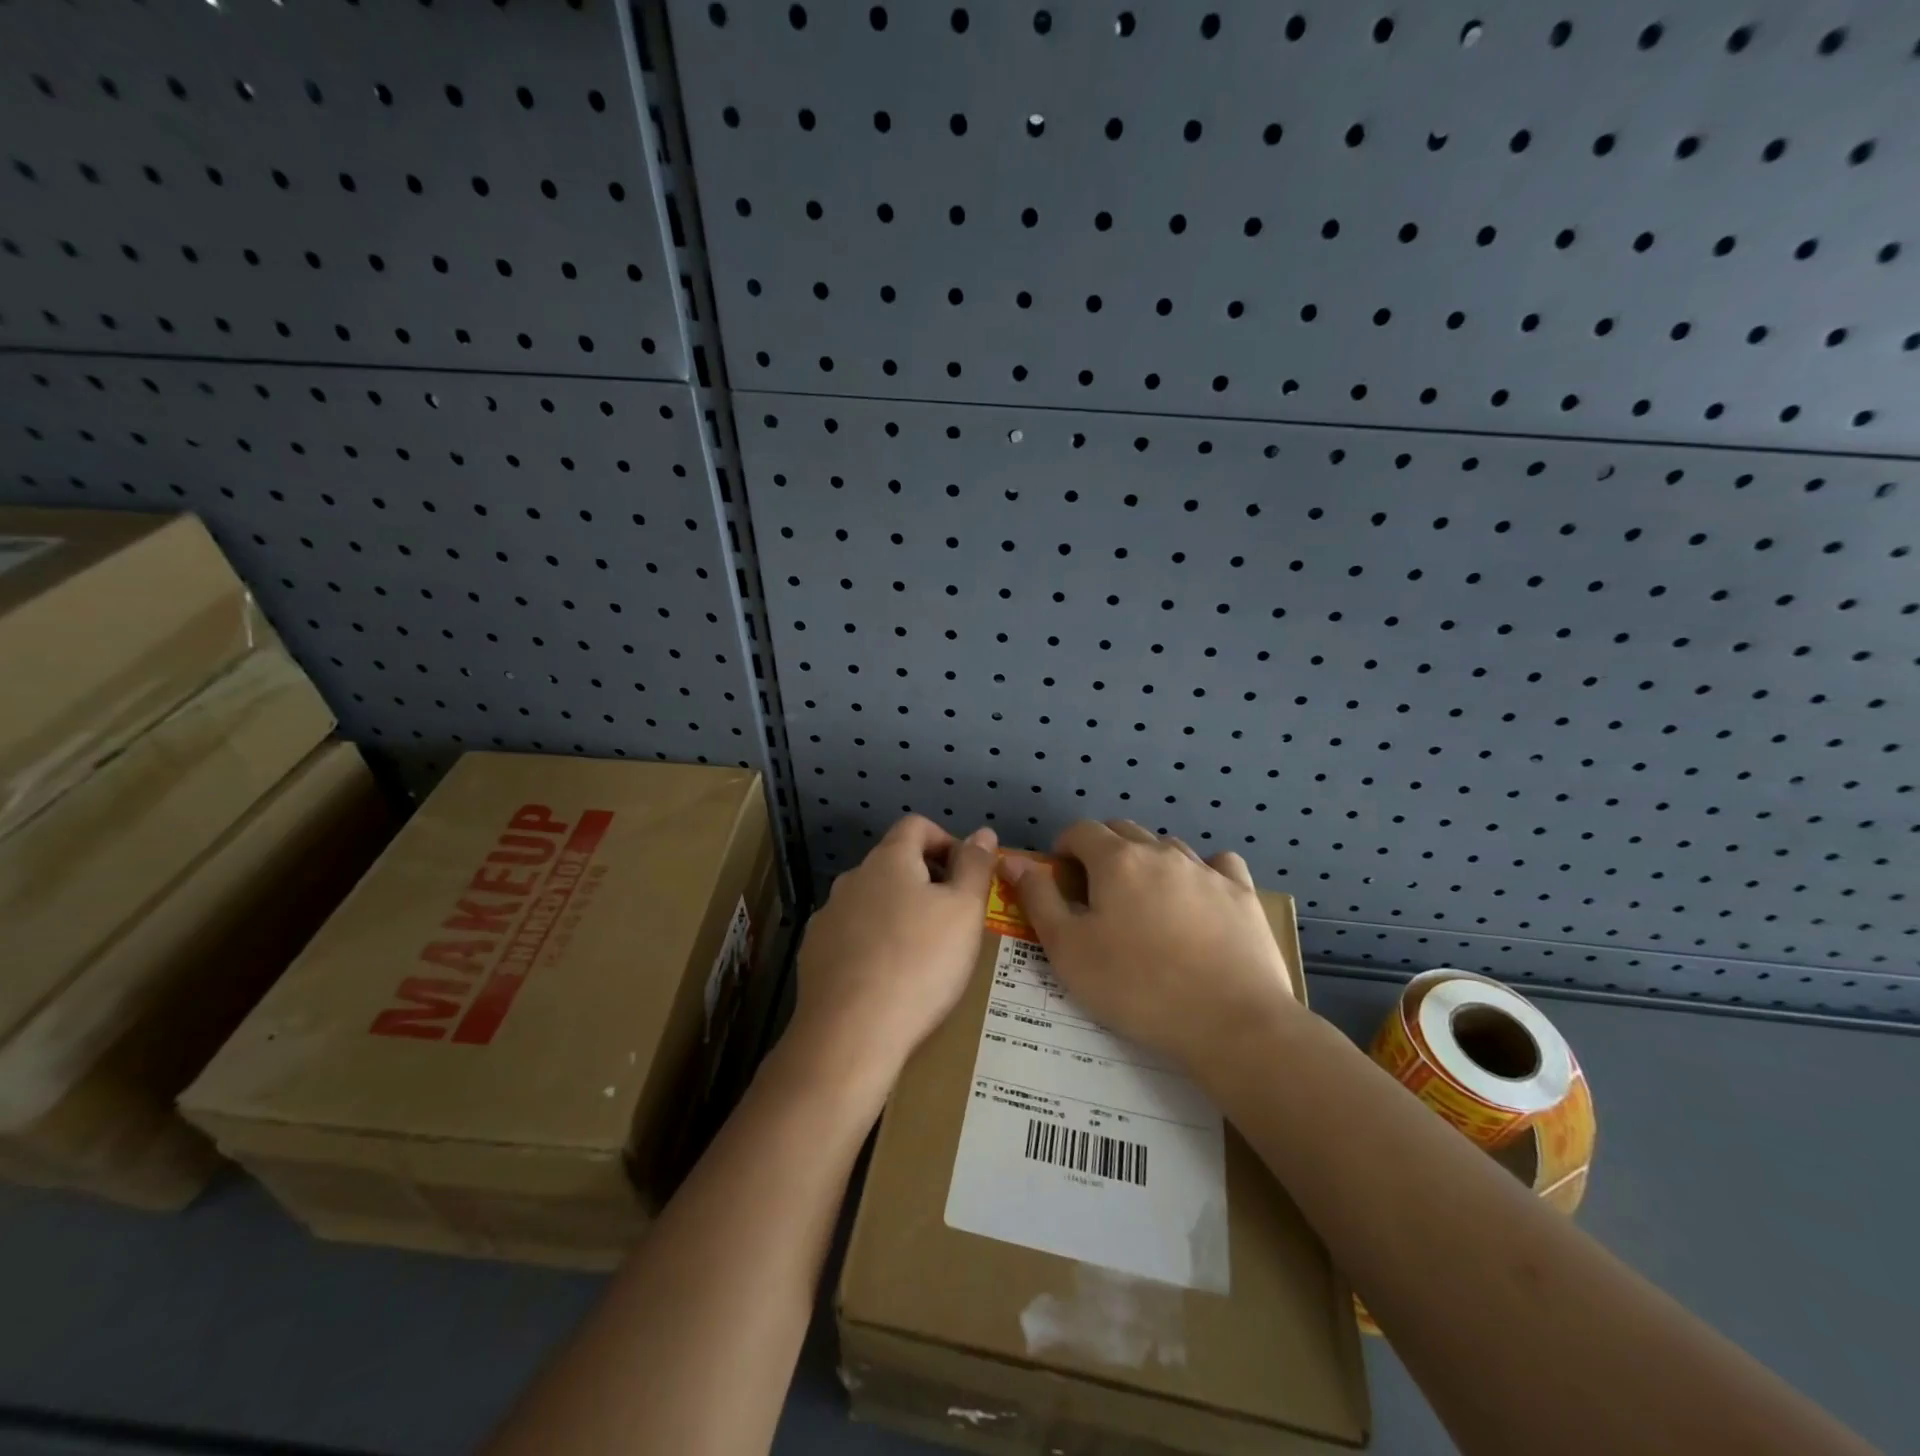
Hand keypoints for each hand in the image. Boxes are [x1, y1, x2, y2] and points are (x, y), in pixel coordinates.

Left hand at [790, 815, 997, 1085]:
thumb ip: (975, 866)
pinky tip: (887, 980)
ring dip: (897, 914)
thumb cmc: (919, 963)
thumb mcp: (964, 911)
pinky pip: (851, 936)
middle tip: (953, 921)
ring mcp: (827, 917)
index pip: (916, 825)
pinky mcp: (813, 954)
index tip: (966, 876)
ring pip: (871, 902)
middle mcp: (851, 879)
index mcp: (888, 860)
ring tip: (922, 955)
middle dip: (925, 882)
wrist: (849, 1035)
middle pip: (893, 864)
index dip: (946, 841)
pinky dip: (872, 945)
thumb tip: (982, 832)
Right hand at [1001, 819, 1299, 1069]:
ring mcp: (1206, 869)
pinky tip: (1200, 898)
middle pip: (1123, 831)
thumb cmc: (1136, 988)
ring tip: (1145, 902)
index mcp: (1116, 860)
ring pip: (1167, 847)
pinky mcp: (1242, 893)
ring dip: (1148, 861)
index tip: (1061, 877)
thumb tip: (1012, 860)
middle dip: (1103, 850)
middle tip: (1097, 893)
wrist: (1230, 1022)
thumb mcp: (1068, 950)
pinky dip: (1202, 872)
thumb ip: (1038, 899)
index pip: (1081, 830)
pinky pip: (1218, 864)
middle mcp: (1161, 852)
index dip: (1064, 847)